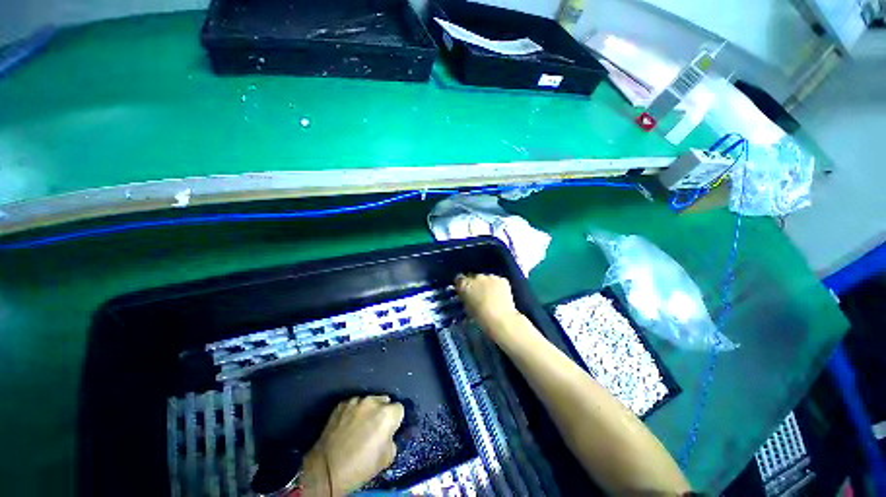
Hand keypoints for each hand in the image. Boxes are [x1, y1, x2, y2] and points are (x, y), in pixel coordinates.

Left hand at [302, 395, 403, 495]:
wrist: (326, 469)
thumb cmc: (360, 466)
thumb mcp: (387, 458)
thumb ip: (392, 439)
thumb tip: (389, 434)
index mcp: (387, 414)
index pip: (399, 409)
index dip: (395, 421)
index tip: (389, 431)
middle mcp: (373, 401)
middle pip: (385, 401)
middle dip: (383, 412)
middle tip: (375, 428)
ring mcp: (356, 401)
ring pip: (369, 401)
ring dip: (368, 411)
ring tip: (359, 426)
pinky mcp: (341, 404)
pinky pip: (354, 405)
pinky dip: (353, 412)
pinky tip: (348, 425)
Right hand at [455, 274, 521, 340]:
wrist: (500, 319)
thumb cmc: (480, 317)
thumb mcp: (467, 308)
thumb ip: (466, 298)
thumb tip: (468, 296)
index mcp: (464, 285)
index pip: (459, 279)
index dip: (462, 285)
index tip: (465, 291)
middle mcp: (476, 277)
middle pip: (474, 278)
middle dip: (476, 284)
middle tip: (479, 295)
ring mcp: (490, 277)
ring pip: (487, 278)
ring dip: (487, 284)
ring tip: (492, 296)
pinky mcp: (502, 279)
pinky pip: (498, 281)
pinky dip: (498, 286)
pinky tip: (500, 296)